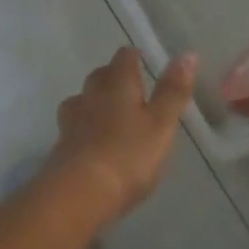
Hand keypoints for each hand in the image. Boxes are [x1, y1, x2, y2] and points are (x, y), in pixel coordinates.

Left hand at [44, 47, 196, 222]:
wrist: (78, 194)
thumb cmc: (128, 155)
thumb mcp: (161, 124)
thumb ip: (173, 91)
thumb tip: (187, 53)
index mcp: (117, 84)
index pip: (124, 58)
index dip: (134, 58)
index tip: (144, 62)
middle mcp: (90, 94)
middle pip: (100, 75)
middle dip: (114, 77)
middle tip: (132, 89)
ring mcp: (71, 120)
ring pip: (83, 99)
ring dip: (96, 101)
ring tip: (111, 114)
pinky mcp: (61, 145)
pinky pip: (74, 126)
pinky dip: (85, 127)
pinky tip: (93, 140)